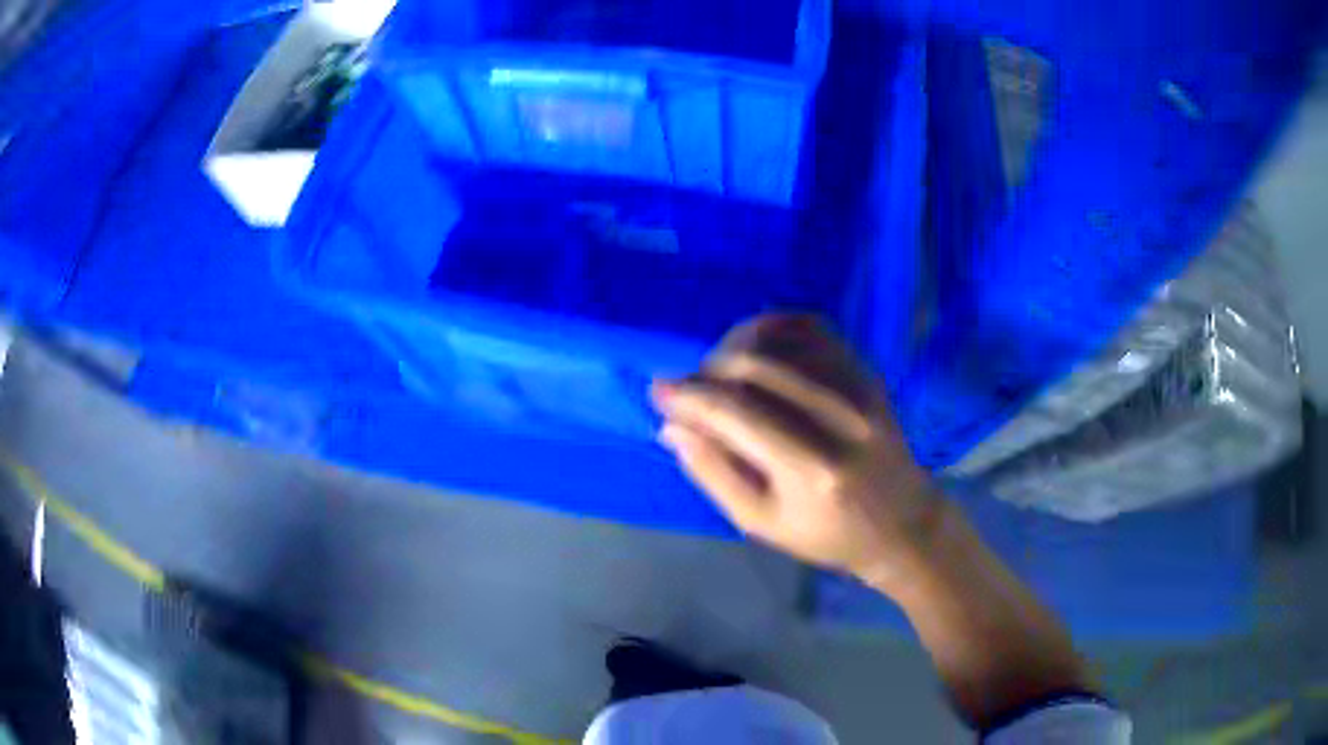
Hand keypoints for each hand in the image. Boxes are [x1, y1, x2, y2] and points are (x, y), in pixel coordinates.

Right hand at [652, 314, 942, 585]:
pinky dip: (773, 328)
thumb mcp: (763, 523)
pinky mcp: (867, 373)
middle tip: (693, 391)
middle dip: (708, 370)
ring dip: (735, 347)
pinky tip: (755, 346)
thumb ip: (714, 473)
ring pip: (781, 340)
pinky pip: (812, 329)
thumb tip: (673, 426)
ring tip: (719, 373)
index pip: (736, 413)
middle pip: (755, 365)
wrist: (901, 522)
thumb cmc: (828, 534)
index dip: (689, 397)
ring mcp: (859, 389)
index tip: (659, 392)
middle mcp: (839, 419)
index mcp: (811, 470)